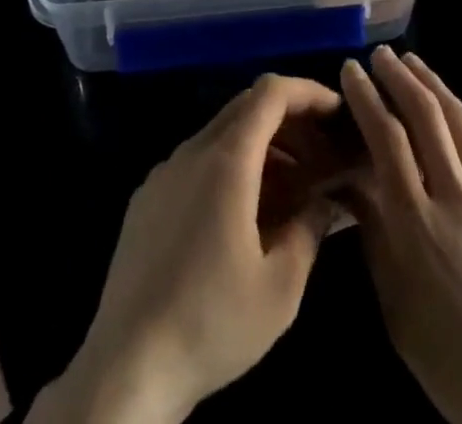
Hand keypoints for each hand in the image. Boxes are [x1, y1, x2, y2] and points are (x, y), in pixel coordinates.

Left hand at [32, 74, 348, 423]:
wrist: (126, 369)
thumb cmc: (211, 323)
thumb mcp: (281, 288)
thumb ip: (310, 229)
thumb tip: (326, 198)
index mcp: (227, 161)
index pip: (271, 93)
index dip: (307, 92)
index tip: (336, 112)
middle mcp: (192, 151)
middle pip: (247, 106)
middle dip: (289, 120)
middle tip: (320, 153)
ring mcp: (164, 173)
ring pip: (221, 133)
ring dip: (261, 146)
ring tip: (291, 189)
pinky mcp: (146, 199)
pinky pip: (196, 161)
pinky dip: (230, 166)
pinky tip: (243, 214)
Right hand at [340, 48, 461, 423]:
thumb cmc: (454, 363)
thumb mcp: (397, 308)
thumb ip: (375, 236)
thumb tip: (353, 182)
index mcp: (415, 224)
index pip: (385, 137)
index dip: (366, 97)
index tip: (351, 70)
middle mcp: (454, 195)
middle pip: (424, 114)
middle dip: (399, 77)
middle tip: (381, 55)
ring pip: (459, 120)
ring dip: (433, 84)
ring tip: (414, 63)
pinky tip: (452, 109)